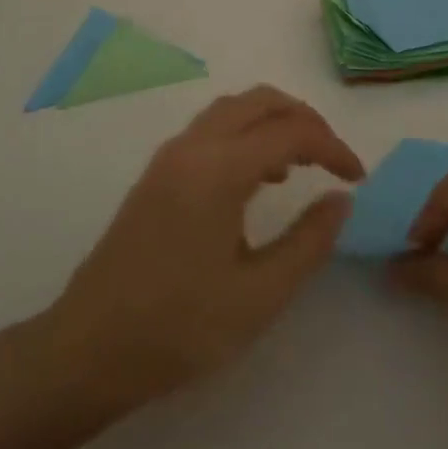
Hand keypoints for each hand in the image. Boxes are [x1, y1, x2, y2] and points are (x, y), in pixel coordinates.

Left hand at [40, 86, 364, 411]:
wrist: (89, 347)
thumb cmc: (179, 326)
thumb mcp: (259, 295)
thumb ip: (308, 241)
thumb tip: (341, 199)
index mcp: (219, 169)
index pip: (290, 132)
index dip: (332, 147)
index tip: (358, 178)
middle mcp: (193, 147)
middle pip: (259, 101)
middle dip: (304, 119)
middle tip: (333, 159)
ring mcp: (169, 157)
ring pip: (232, 110)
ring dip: (272, 122)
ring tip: (301, 166)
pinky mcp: (156, 174)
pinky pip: (211, 130)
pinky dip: (245, 135)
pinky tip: (257, 179)